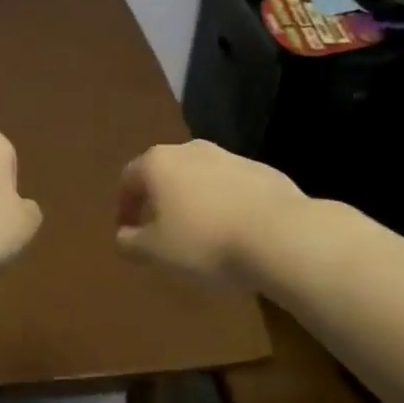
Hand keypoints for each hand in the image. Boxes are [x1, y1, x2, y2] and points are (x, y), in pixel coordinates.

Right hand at [116, 140, 308, 287]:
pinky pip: (233, 188)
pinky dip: (226, 205)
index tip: (126, 232)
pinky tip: (235, 233)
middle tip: (161, 231)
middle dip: (160, 200)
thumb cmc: (205, 241)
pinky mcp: (263, 171)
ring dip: (195, 201)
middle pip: (166, 173)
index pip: (129, 179)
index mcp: (158, 163)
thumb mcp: (156, 252)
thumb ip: (131, 243)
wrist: (281, 235)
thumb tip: (122, 236)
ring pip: (201, 178)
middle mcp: (191, 150)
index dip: (124, 206)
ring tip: (201, 236)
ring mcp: (230, 157)